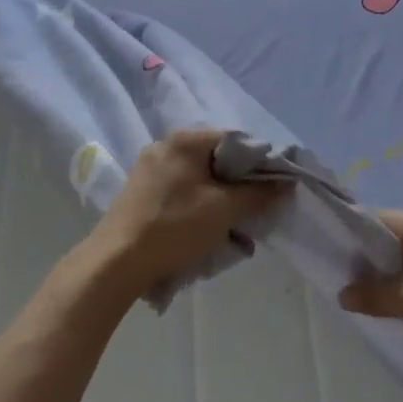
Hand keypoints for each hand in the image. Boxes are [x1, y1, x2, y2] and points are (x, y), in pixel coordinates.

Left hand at [89, 130, 285, 295]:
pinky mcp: (141, 191)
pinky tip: (205, 231)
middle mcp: (166, 146)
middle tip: (255, 212)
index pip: (237, 140)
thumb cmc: (175, 227)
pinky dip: (199, 207)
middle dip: (240, 186)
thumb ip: (259, 193)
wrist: (117, 261)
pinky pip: (182, 191)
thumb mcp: (225, 210)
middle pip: (218, 160)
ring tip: (232, 229)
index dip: (261, 163)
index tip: (274, 190)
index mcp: (186, 140)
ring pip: (200, 179)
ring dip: (221, 201)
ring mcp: (149, 168)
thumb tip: (285, 183)